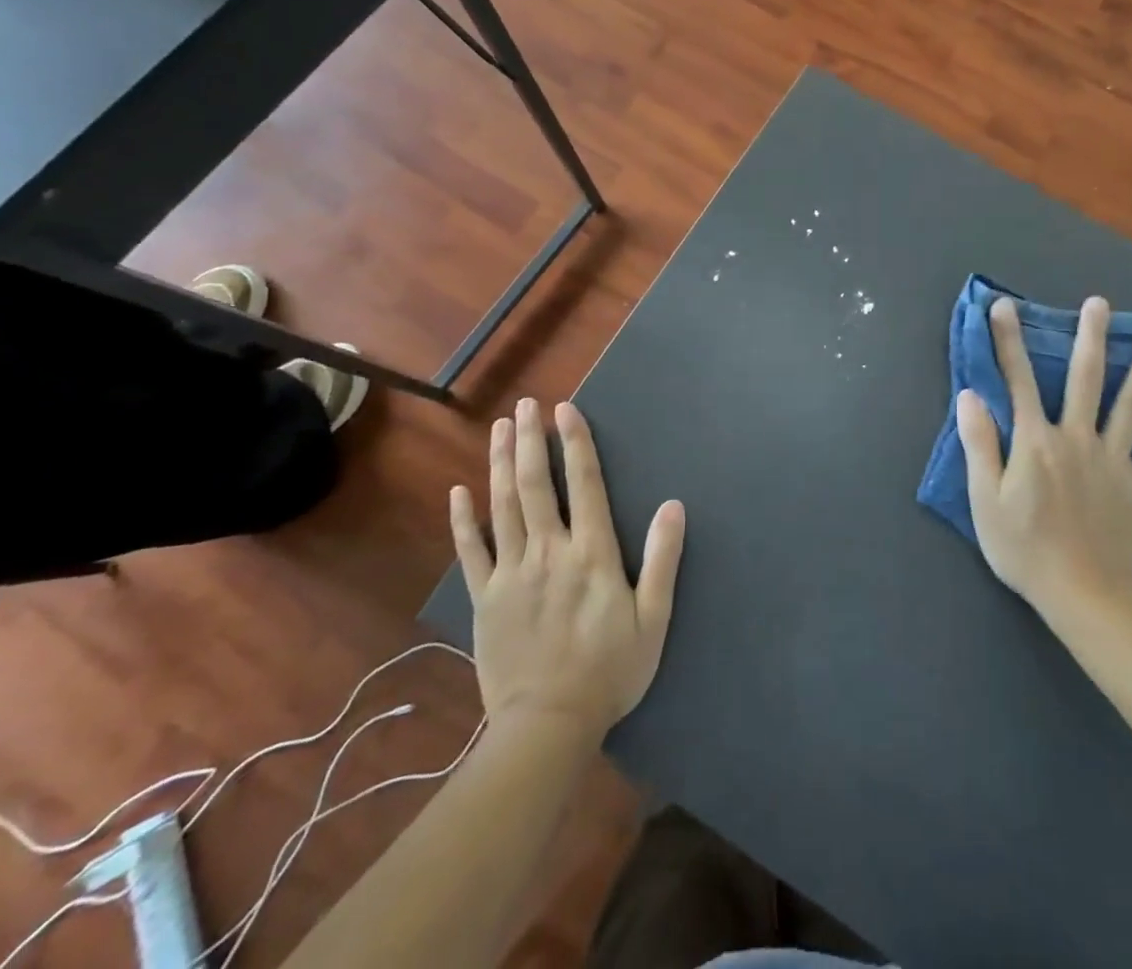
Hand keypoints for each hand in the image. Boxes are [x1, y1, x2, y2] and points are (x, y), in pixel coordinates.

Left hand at [449, 398, 685, 741]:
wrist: (547, 727)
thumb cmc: (610, 671)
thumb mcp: (653, 620)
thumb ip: (663, 560)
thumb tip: (673, 505)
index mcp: (592, 554)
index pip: (582, 485)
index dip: (575, 444)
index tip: (566, 410)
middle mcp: (549, 551)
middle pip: (535, 485)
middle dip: (530, 440)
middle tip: (526, 405)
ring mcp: (510, 573)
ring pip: (502, 507)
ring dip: (499, 463)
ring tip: (499, 428)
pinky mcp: (483, 598)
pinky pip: (470, 551)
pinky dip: (462, 520)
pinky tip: (458, 491)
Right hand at [956, 296, 1131, 616]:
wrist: (1081, 593)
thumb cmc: (1023, 547)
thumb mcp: (985, 499)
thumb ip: (979, 444)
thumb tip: (970, 395)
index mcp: (1036, 441)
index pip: (1018, 381)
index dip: (1008, 341)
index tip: (1004, 306)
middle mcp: (1077, 439)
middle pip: (1084, 380)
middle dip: (1090, 338)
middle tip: (1099, 304)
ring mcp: (1114, 461)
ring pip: (1131, 407)